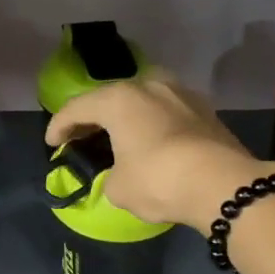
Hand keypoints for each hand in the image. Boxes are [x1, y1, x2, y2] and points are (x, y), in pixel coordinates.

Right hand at [46, 73, 272, 234]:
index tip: (51, 144)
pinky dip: (152, 125)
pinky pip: (166, 113)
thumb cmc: (159, 180)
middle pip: (111, 98)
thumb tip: (120, 174)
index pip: (78, 108)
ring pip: (143, 101)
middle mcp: (150, 85)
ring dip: (126, 118)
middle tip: (80, 138)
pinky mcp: (205, 110)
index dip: (59, 126)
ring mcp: (181, 94)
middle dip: (93, 118)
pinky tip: (150, 141)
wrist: (223, 184)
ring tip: (117, 137)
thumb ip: (109, 175)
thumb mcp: (119, 188)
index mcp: (119, 99)